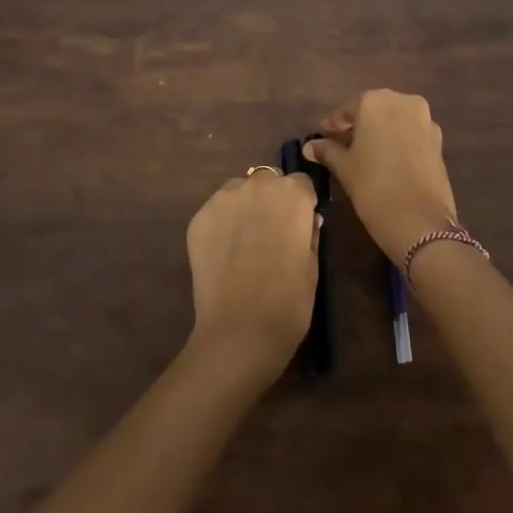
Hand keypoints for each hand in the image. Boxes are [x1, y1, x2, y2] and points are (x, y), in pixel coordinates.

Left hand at [185, 169, 319, 384]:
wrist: (239, 332)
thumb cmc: (288, 302)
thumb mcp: (312, 266)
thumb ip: (310, 232)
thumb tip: (308, 218)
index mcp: (292, 194)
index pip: (301, 183)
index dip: (302, 204)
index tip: (300, 225)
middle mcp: (257, 185)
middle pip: (269, 180)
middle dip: (272, 199)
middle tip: (272, 232)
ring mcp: (224, 199)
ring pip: (240, 190)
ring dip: (246, 206)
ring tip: (245, 242)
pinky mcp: (199, 217)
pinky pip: (217, 210)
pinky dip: (222, 223)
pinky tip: (225, 252)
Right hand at [303, 90, 458, 265]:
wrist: (421, 223)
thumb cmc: (373, 187)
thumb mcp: (344, 168)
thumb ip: (327, 151)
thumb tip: (310, 146)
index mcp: (375, 101)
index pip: (347, 109)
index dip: (333, 125)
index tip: (322, 137)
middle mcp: (402, 101)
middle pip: (374, 110)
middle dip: (358, 125)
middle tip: (341, 144)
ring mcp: (425, 120)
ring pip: (394, 120)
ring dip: (379, 132)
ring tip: (364, 154)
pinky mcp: (438, 140)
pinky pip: (411, 133)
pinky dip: (398, 141)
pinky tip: (387, 160)